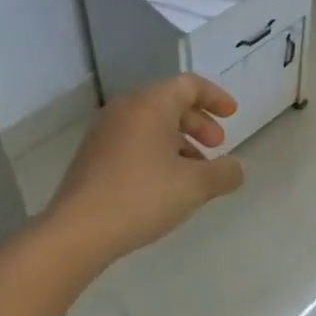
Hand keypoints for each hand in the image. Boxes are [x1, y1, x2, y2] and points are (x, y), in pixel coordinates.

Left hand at [44, 74, 245, 263]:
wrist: (78, 230)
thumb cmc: (142, 196)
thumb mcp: (195, 186)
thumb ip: (224, 173)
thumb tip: (237, 168)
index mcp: (151, 103)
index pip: (189, 85)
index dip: (215, 97)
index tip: (232, 115)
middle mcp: (125, 108)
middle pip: (169, 102)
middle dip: (198, 122)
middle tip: (217, 145)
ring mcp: (105, 131)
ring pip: (151, 124)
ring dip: (178, 140)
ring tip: (195, 172)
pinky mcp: (93, 154)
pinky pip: (133, 140)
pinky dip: (156, 151)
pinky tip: (166, 183)